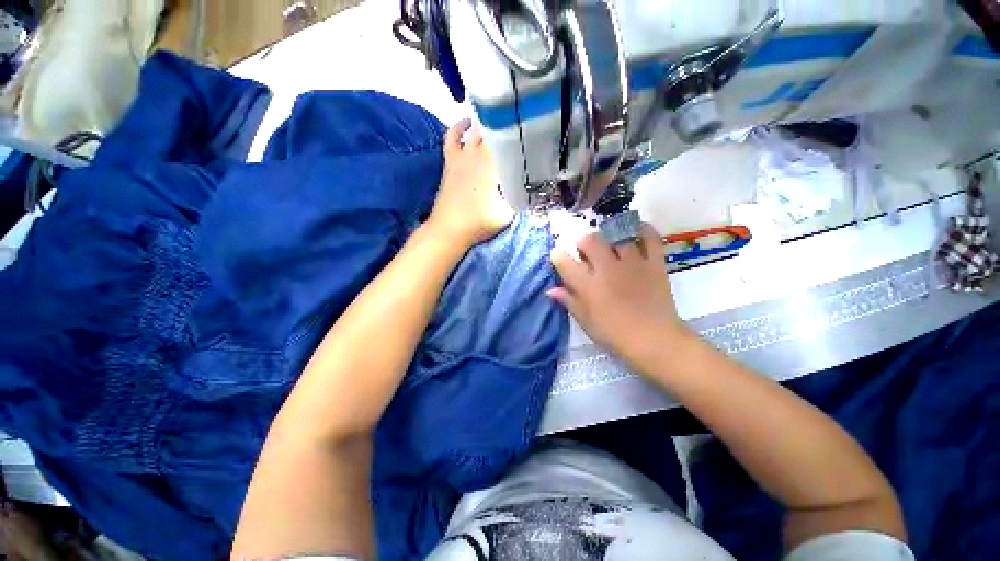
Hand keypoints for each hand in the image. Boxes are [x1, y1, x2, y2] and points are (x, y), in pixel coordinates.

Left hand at [425, 119, 512, 247]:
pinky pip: (453, 136)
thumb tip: (524, 186)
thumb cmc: (479, 223)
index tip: (529, 137)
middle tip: (517, 132)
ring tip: (498, 123)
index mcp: (494, 166)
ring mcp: (462, 155)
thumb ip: (517, 197)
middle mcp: (479, 155)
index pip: (510, 141)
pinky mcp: (450, 160)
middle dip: (507, 128)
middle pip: (494, 131)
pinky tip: (467, 124)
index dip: (520, 136)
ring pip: (476, 129)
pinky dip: (459, 126)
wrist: (450, 229)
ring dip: (487, 125)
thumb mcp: (507, 214)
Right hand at [548, 223, 691, 370]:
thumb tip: (551, 290)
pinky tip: (636, 231)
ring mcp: (632, 263)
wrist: (654, 341)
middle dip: (583, 243)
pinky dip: (643, 230)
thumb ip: (569, 302)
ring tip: (610, 245)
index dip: (557, 256)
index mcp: (587, 285)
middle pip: (589, 240)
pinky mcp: (654, 263)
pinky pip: (650, 238)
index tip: (558, 257)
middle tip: (587, 253)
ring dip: (609, 237)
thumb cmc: (615, 335)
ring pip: (616, 235)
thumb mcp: (586, 322)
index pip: (564, 261)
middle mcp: (607, 269)